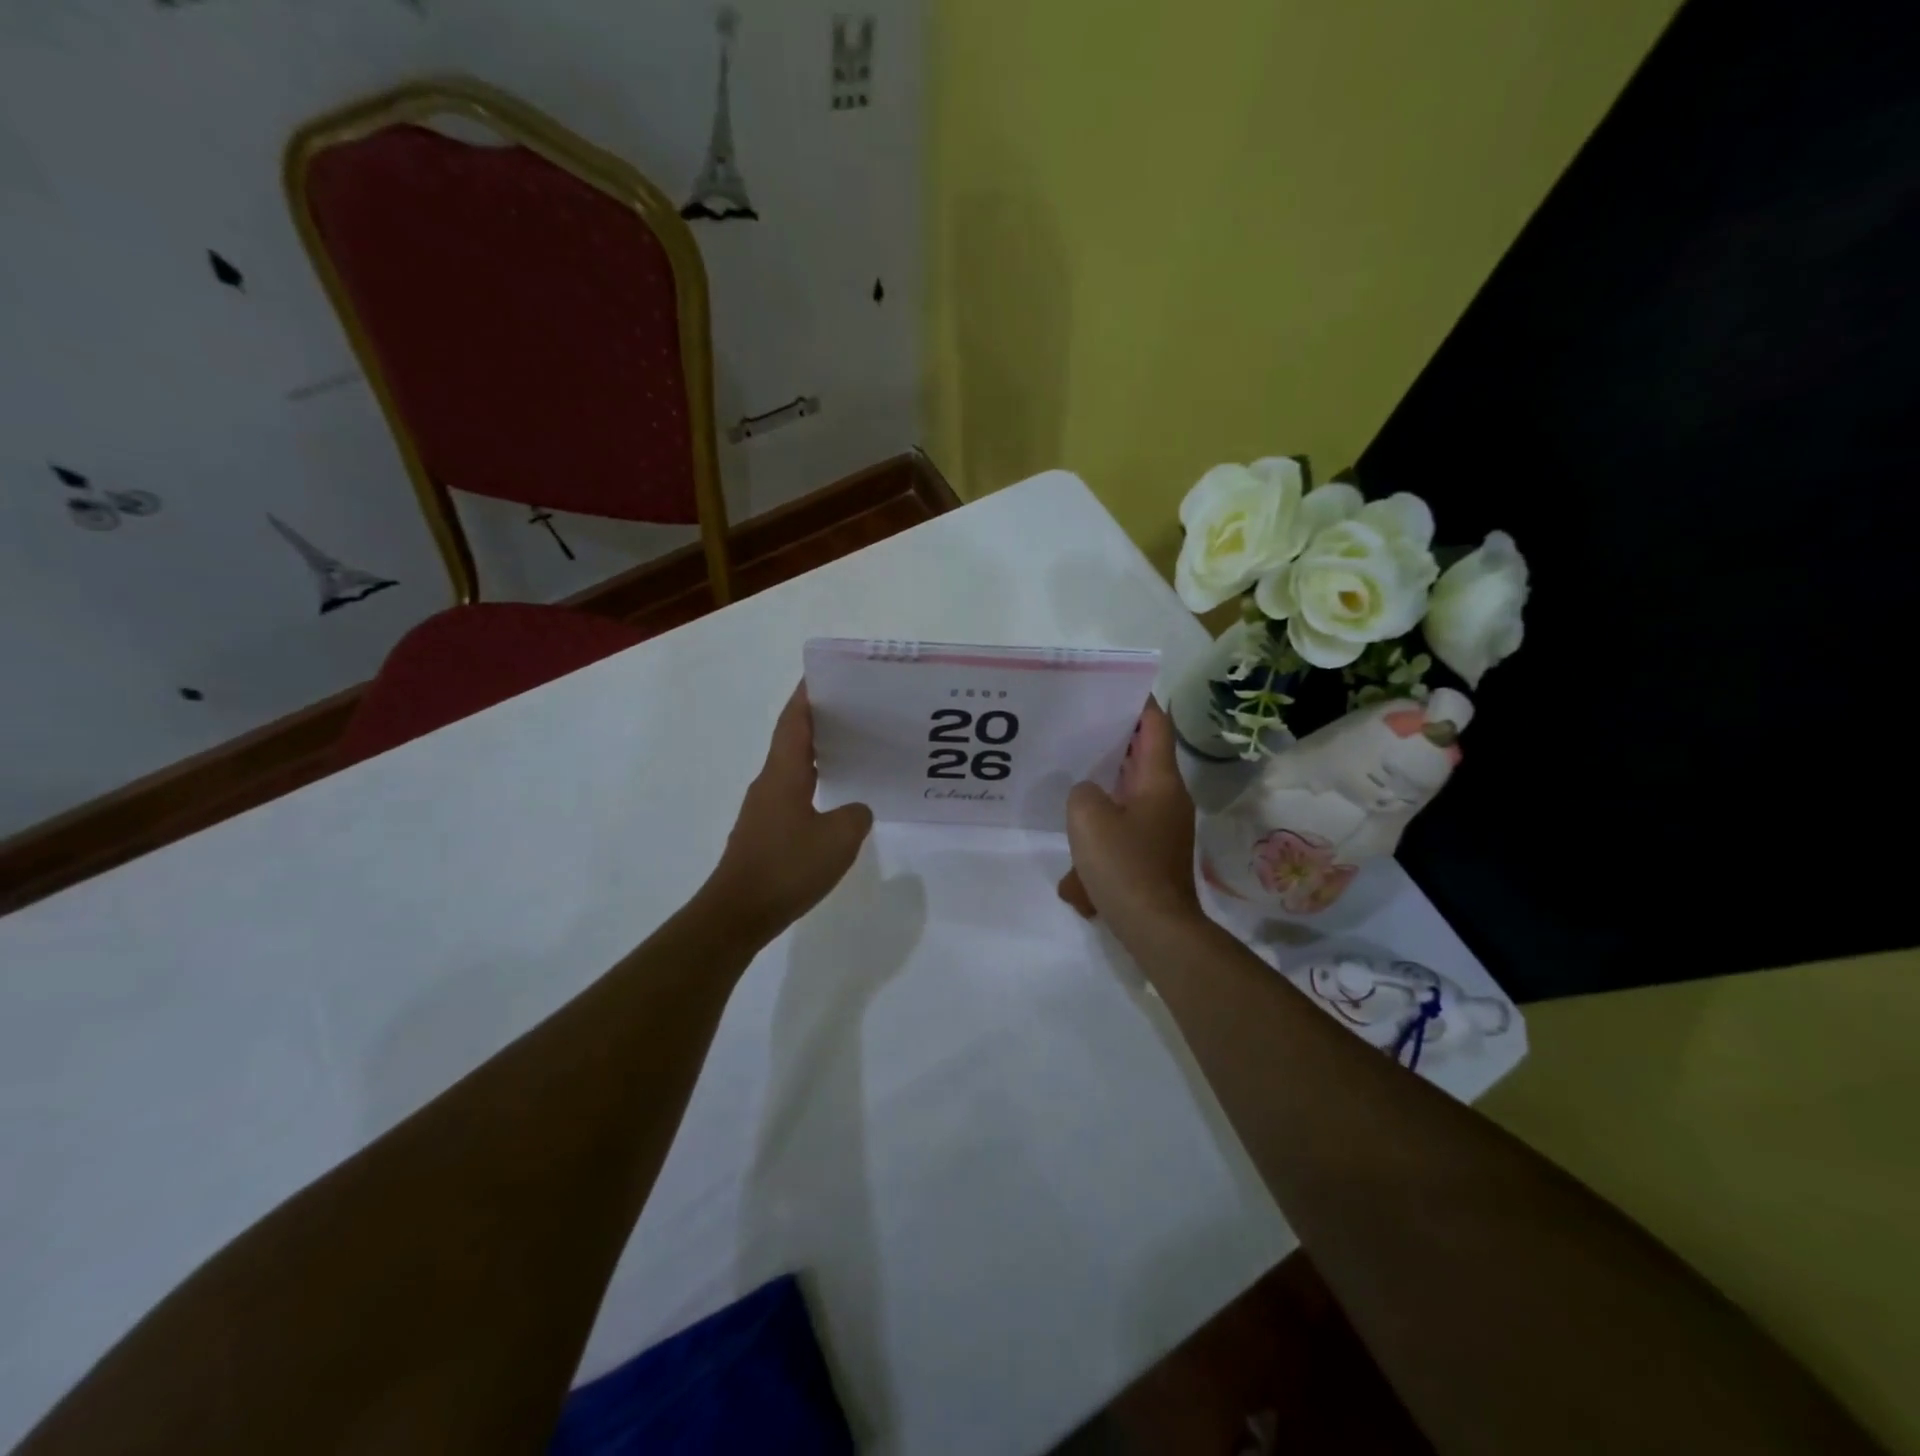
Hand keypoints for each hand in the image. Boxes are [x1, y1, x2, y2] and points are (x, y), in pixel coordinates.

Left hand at [705, 684, 873, 941]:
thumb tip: (855, 809)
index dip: (808, 694)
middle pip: (792, 739)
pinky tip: (835, 799)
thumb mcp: (839, 838)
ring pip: (792, 767)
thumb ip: (855, 814)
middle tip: (855, 709)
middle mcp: (769, 782)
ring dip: (817, 753)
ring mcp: (764, 808)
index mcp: (783, 772)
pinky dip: (813, 784)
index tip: (826, 673)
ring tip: (852, 748)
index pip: (794, 720)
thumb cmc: (787, 867)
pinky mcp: (764, 832)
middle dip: (819, 720)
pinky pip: (793, 794)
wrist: (738, 913)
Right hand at [1059, 698, 1202, 943]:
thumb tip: (1090, 795)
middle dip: (1113, 742)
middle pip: (1142, 757)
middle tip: (1078, 727)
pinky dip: (1102, 833)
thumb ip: (1082, 791)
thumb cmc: (1125, 865)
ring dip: (1103, 791)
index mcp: (1159, 781)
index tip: (1115, 686)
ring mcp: (1163, 829)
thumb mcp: (1088, 818)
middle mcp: (1167, 799)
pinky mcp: (1153, 855)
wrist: (1156, 929)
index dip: (1138, 702)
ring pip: (1129, 795)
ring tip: (1070, 784)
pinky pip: (1125, 830)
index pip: (1155, 726)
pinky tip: (1076, 858)